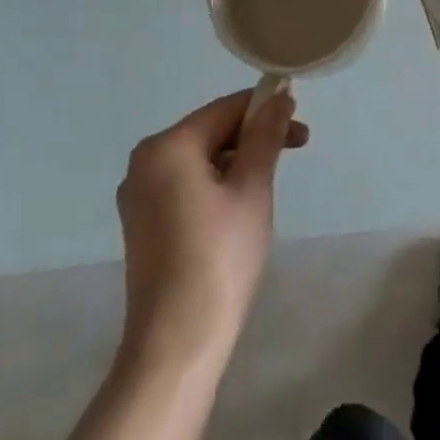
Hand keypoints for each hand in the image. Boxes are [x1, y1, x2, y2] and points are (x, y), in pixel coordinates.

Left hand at [116, 89, 308, 370]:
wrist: (176, 343)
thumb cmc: (220, 257)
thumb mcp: (252, 188)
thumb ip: (266, 135)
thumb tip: (279, 95)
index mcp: (167, 146)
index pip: (225, 109)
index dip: (266, 110)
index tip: (302, 130)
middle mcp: (143, 162)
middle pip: (210, 131)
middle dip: (253, 137)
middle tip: (295, 153)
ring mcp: (138, 196)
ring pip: (199, 159)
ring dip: (237, 162)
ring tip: (267, 188)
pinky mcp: (141, 224)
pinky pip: (185, 185)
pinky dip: (216, 185)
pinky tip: (238, 212)